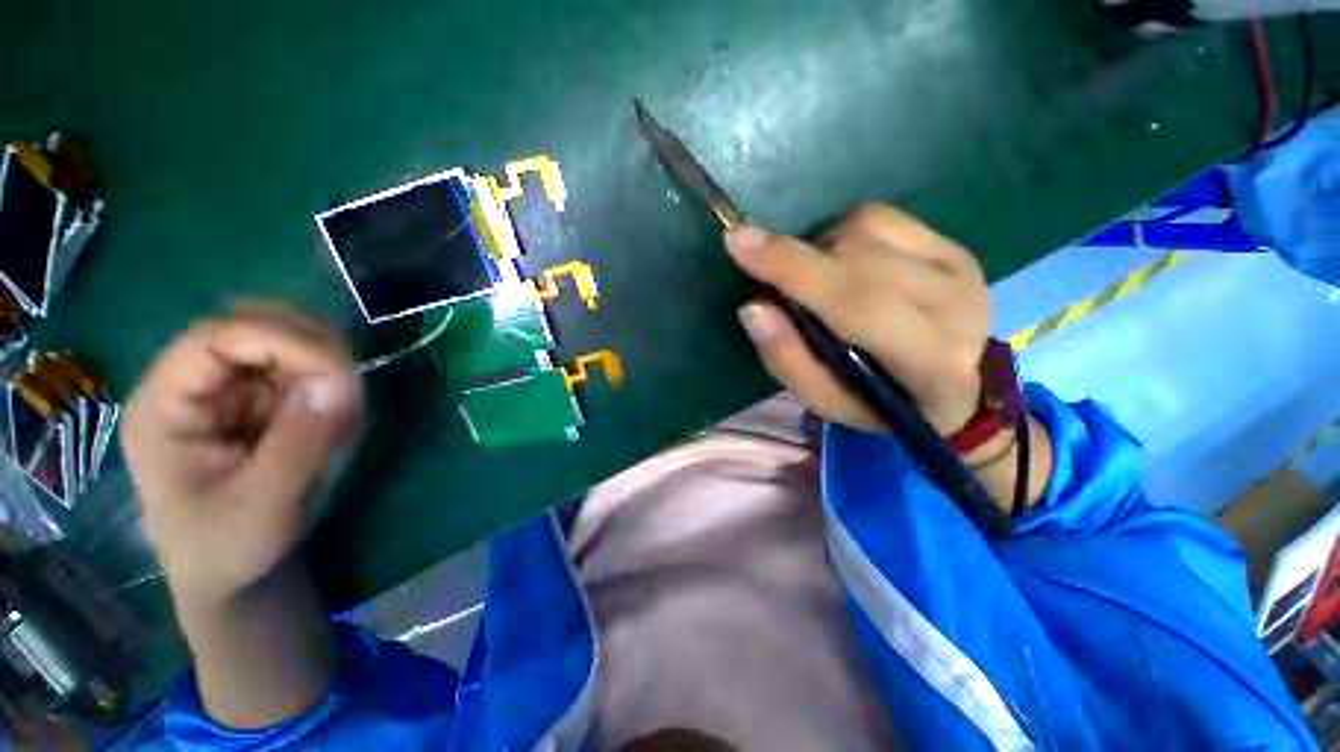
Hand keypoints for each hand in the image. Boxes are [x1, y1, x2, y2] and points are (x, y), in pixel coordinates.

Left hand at [121, 305, 361, 609]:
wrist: (232, 572)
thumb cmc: (228, 549)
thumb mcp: (261, 506)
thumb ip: (297, 444)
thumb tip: (338, 386)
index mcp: (165, 406)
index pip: (218, 337)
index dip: (283, 342)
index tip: (338, 378)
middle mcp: (193, 384)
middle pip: (255, 326)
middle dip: (313, 351)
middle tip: (349, 395)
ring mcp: (228, 389)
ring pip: (288, 342)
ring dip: (328, 370)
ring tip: (344, 418)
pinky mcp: (259, 401)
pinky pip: (305, 370)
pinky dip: (333, 388)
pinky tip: (338, 422)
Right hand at [724, 205, 989, 436]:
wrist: (958, 387)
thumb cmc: (880, 403)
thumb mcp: (825, 401)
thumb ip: (787, 358)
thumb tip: (752, 307)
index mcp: (929, 362)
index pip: (854, 302)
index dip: (792, 268)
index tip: (737, 242)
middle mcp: (954, 304)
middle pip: (855, 257)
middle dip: (797, 260)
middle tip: (772, 279)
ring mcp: (959, 265)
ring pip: (865, 229)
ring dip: (820, 249)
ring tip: (817, 282)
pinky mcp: (952, 244)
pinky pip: (879, 218)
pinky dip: (843, 234)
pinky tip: (843, 264)